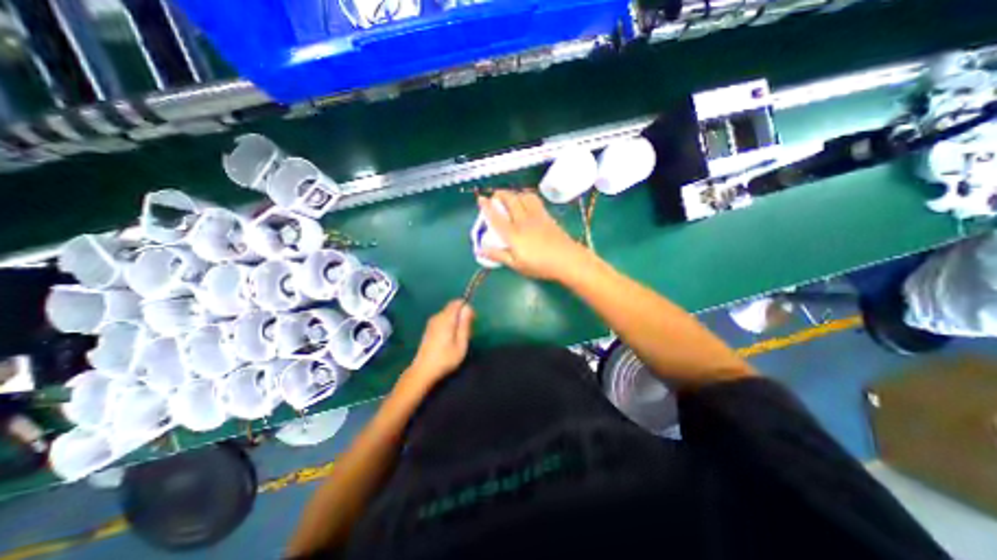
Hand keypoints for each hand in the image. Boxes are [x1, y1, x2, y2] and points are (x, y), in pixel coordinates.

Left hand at [400, 300, 472, 391]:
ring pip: (448, 314)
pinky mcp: (428, 329)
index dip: (466, 308)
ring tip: (458, 338)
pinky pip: (442, 320)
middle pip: (453, 307)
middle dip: (462, 315)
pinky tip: (449, 340)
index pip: (457, 302)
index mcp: (446, 319)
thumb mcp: (461, 344)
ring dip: (455, 321)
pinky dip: (448, 325)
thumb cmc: (445, 359)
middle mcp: (437, 317)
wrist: (423, 371)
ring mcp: (431, 322)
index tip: (471, 321)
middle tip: (466, 333)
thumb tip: (468, 307)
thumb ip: (465, 324)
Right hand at [476, 191, 589, 280]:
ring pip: (523, 196)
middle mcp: (523, 221)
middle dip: (500, 194)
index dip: (486, 207)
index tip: (480, 199)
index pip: (496, 217)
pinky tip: (526, 202)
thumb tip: (480, 250)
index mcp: (513, 234)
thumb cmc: (540, 265)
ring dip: (514, 193)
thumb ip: (498, 255)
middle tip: (495, 195)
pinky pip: (535, 200)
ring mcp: (536, 216)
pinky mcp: (547, 216)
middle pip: (510, 200)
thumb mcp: (516, 265)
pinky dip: (526, 196)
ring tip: (511, 197)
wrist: (567, 259)